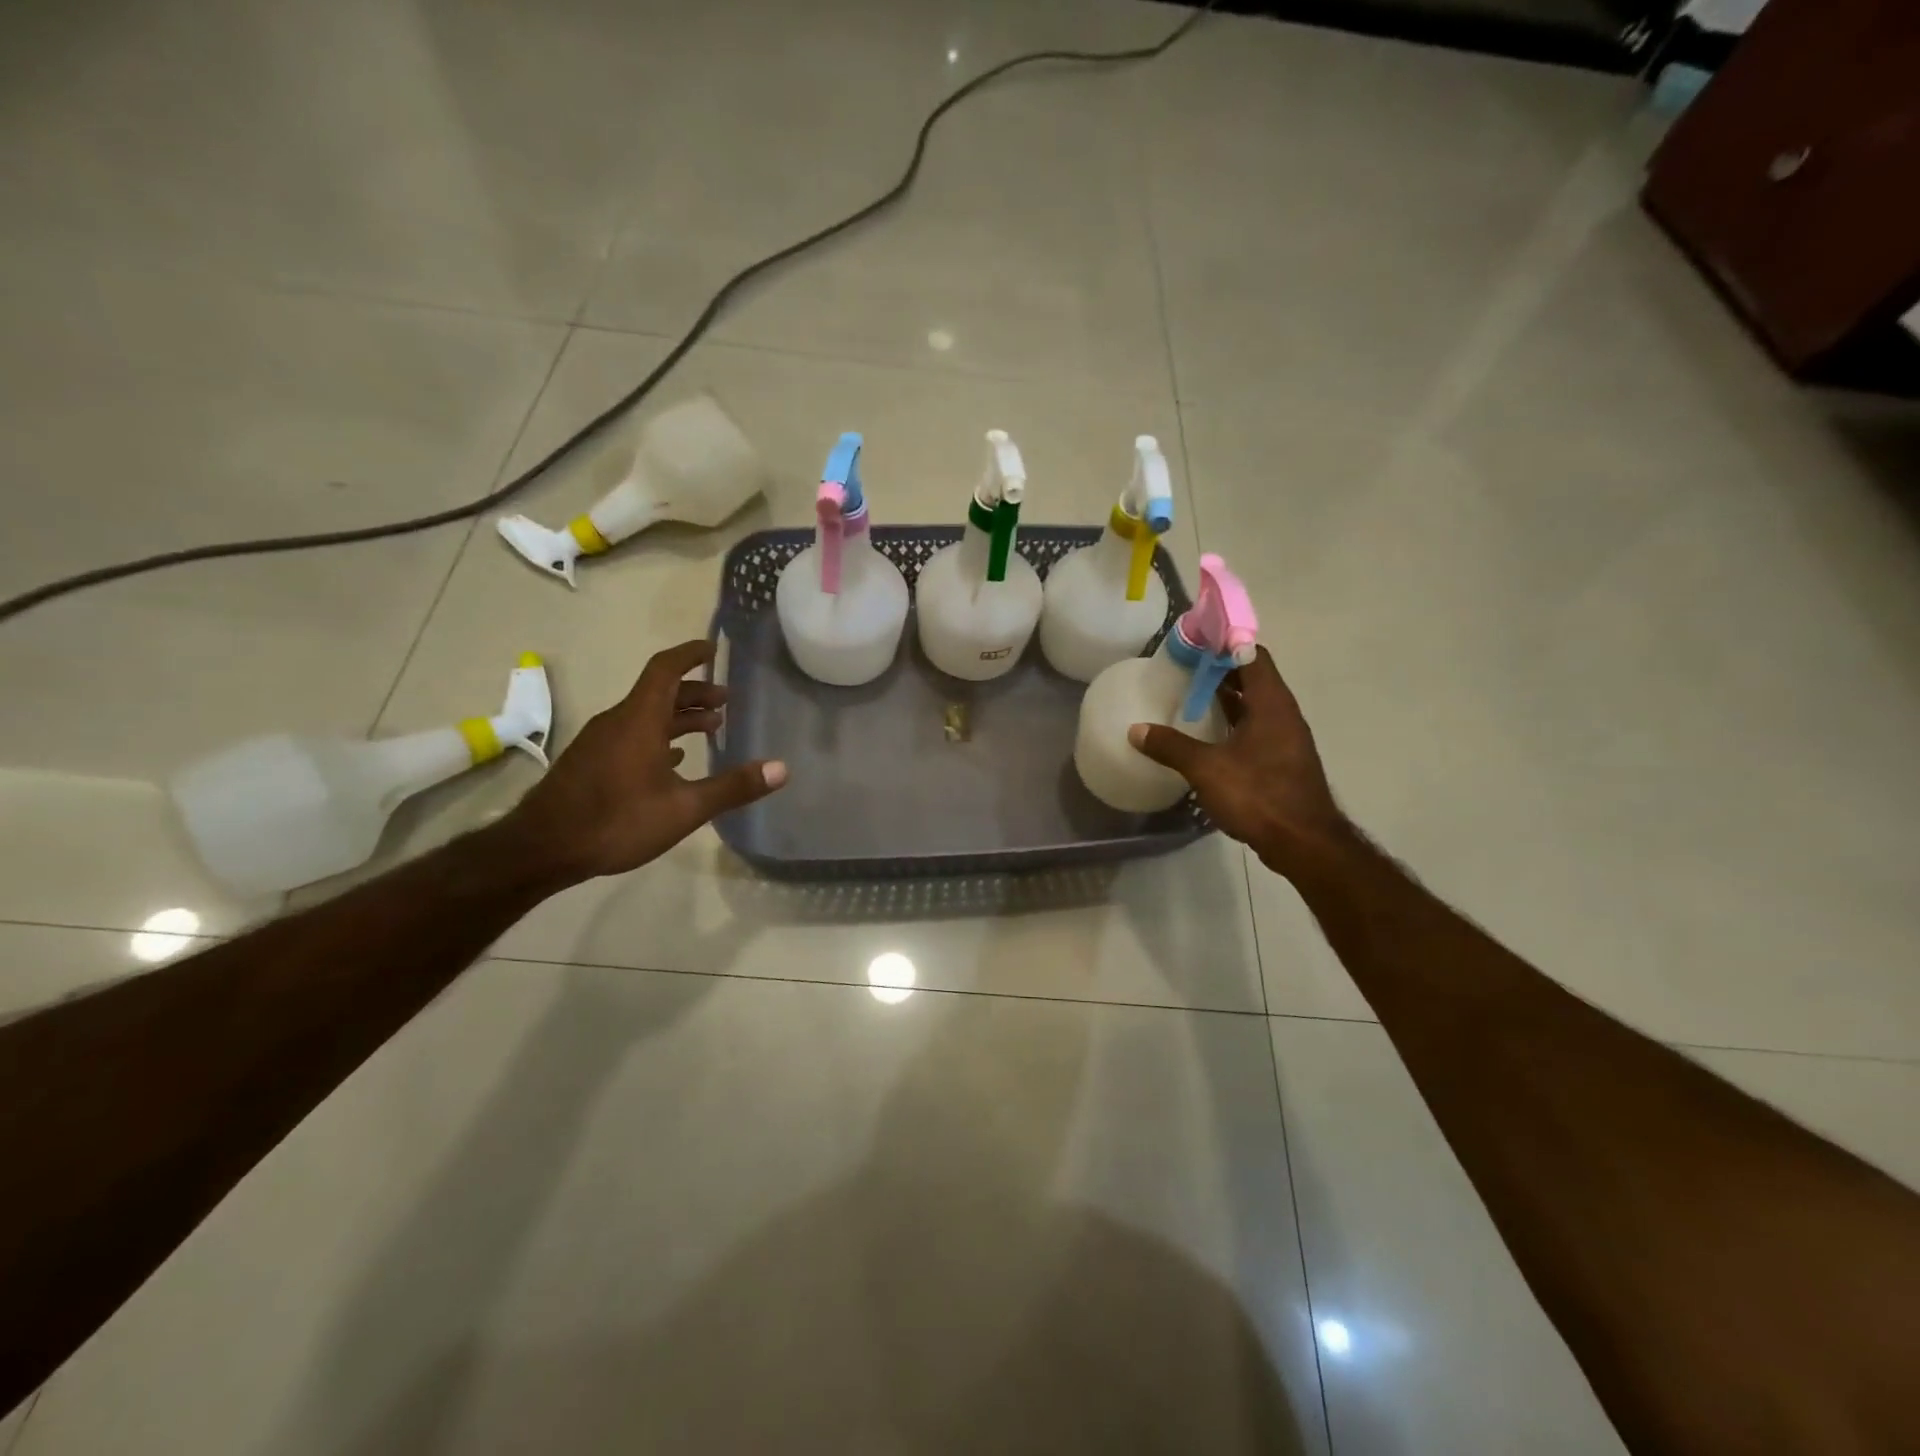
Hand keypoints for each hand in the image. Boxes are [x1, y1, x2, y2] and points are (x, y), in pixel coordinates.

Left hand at [505, 640, 786, 884]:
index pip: (666, 669)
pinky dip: (659, 736)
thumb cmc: (616, 821)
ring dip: (678, 716)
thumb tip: (781, 768)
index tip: (713, 649)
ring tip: (710, 728)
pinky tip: (673, 759)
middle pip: (659, 692)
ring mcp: (601, 741)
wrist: (542, 848)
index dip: (691, 655)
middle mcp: (618, 721)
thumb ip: (733, 787)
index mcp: (639, 720)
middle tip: (726, 700)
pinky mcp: (591, 762)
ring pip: (645, 715)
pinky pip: (631, 734)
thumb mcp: (684, 808)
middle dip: (695, 692)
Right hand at [1130, 646, 1349, 879]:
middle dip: (1220, 670)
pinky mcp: (1282, 761)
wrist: (1304, 843)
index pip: (1252, 655)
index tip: (1194, 643)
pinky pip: (1256, 728)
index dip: (1224, 644)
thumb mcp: (1206, 768)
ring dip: (1227, 698)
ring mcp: (1286, 739)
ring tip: (1190, 696)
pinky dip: (1233, 723)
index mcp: (1271, 704)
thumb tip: (1135, 731)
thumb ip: (1171, 746)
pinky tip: (1208, 735)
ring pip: (1255, 705)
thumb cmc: (1258, 795)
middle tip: (1184, 668)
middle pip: (1253, 678)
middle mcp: (1283, 714)